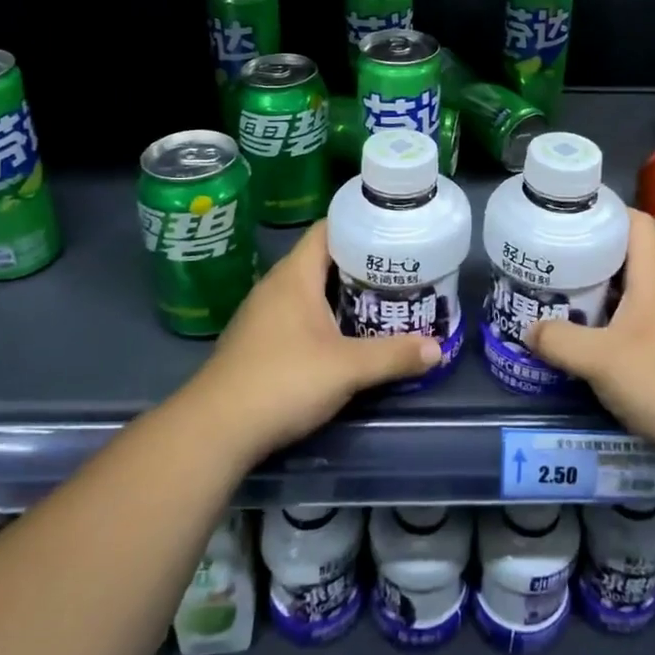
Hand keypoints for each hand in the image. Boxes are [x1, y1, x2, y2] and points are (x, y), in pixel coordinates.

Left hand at [188, 220, 440, 460]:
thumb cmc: (283, 381)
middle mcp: (276, 286)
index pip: (328, 229)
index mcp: (295, 275)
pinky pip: (298, 313)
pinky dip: (324, 315)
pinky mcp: (258, 341)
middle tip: (400, 268)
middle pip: (322, 259)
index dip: (360, 224)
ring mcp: (263, 314)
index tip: (393, 230)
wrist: (216, 430)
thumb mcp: (347, 369)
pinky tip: (345, 334)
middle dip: (360, 262)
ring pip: (310, 289)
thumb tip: (437, 349)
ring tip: (382, 297)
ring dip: (342, 292)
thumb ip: (393, 356)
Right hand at [525, 208, 654, 455]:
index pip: (636, 222)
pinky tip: (583, 331)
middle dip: (589, 250)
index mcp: (654, 277)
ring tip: (558, 289)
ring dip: (596, 285)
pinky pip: (632, 314)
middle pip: (627, 253)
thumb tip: (528, 329)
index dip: (605, 211)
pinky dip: (606, 314)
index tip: (568, 216)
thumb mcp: (600, 360)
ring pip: (628, 286)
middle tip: (551, 255)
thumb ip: (560, 341)